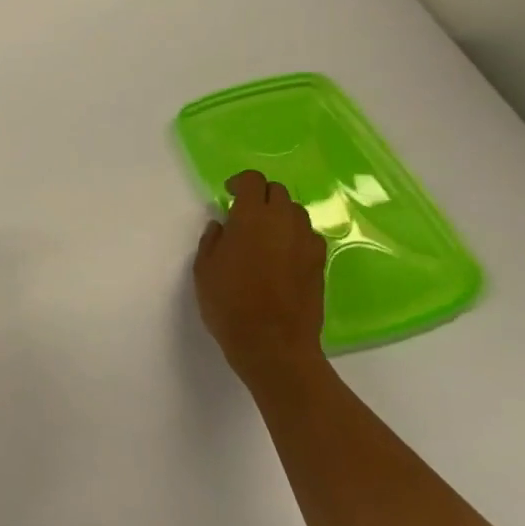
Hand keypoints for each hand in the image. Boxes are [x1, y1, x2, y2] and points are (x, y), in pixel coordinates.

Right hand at [193, 170, 327, 385]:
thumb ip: (213, 240)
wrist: (273, 344)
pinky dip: (294, 236)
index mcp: (252, 218)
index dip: (240, 182)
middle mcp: (284, 223)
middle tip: (244, 214)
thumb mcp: (205, 268)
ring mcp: (306, 243)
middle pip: (278, 192)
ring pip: (296, 212)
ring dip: (279, 214)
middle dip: (260, 196)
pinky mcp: (319, 264)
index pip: (253, 181)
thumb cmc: (229, 303)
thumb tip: (223, 225)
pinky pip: (308, 236)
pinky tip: (281, 255)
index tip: (228, 194)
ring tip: (264, 234)